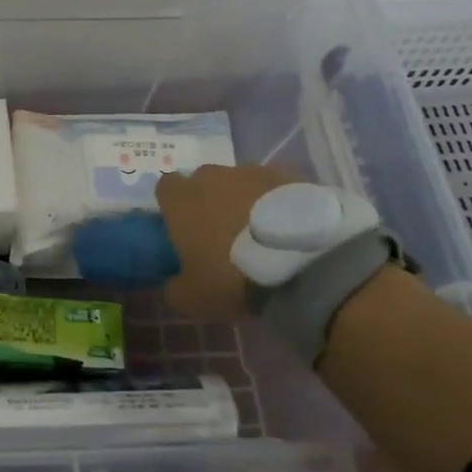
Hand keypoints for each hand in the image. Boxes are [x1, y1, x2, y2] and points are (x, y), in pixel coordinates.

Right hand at [155, 163, 297, 317]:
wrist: (305, 265)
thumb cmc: (234, 277)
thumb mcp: (192, 299)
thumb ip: (174, 288)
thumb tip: (173, 284)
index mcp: (182, 200)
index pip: (166, 187)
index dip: (173, 205)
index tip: (183, 228)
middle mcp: (213, 177)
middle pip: (204, 181)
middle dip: (209, 200)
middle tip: (222, 233)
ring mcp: (254, 172)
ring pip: (241, 181)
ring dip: (244, 199)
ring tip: (262, 233)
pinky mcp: (291, 176)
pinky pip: (275, 187)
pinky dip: (277, 202)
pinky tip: (290, 228)